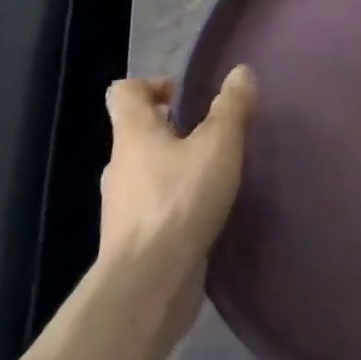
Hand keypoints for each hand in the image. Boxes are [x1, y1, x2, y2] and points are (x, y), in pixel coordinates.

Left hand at [99, 68, 255, 284]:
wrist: (147, 286)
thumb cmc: (180, 201)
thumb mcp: (219, 144)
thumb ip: (232, 106)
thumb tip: (240, 72)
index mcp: (133, 134)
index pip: (124, 93)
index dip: (149, 84)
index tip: (181, 94)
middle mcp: (120, 166)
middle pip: (137, 133)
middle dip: (170, 128)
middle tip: (209, 132)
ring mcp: (122, 208)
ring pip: (145, 172)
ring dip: (174, 167)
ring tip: (214, 172)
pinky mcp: (133, 242)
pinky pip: (153, 208)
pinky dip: (174, 202)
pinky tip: (205, 211)